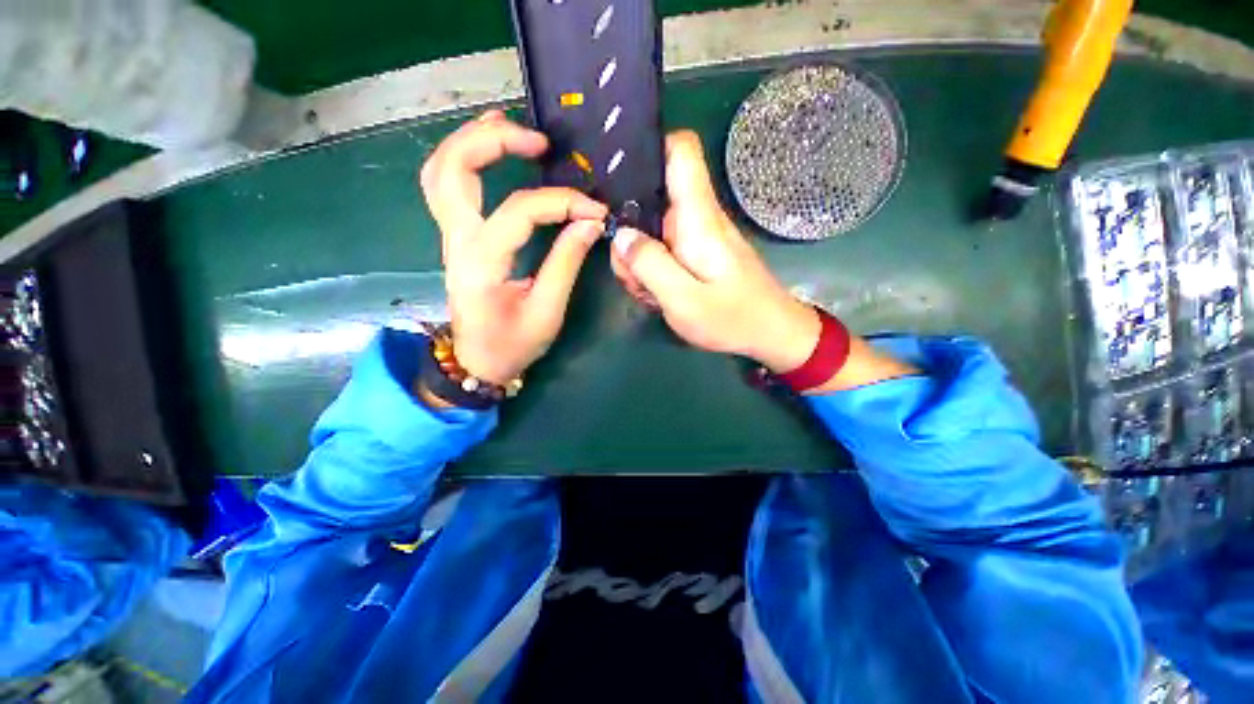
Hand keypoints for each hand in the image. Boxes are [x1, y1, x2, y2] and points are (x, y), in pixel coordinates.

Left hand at [420, 110, 607, 384]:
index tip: (596, 210)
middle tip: (539, 142)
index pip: (519, 211)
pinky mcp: (456, 238)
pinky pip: (447, 185)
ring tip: (510, 127)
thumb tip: (590, 223)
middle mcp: (457, 241)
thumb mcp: (547, 311)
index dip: (562, 202)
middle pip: (453, 168)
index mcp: (481, 264)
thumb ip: (566, 263)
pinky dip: (465, 158)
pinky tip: (490, 147)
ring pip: (441, 170)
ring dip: (472, 140)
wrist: (478, 362)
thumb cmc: (513, 344)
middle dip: (494, 141)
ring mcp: (450, 237)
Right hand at [610, 131, 819, 372]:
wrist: (771, 335)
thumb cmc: (732, 319)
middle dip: (629, 235)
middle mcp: (697, 217)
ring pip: (652, 230)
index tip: (618, 177)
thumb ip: (649, 265)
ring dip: (639, 260)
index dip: (649, 148)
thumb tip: (620, 234)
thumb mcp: (683, 300)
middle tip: (630, 275)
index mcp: (698, 217)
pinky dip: (653, 270)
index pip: (681, 150)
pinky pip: (664, 249)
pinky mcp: (697, 253)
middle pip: (651, 201)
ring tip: (647, 293)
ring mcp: (697, 236)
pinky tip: (657, 295)